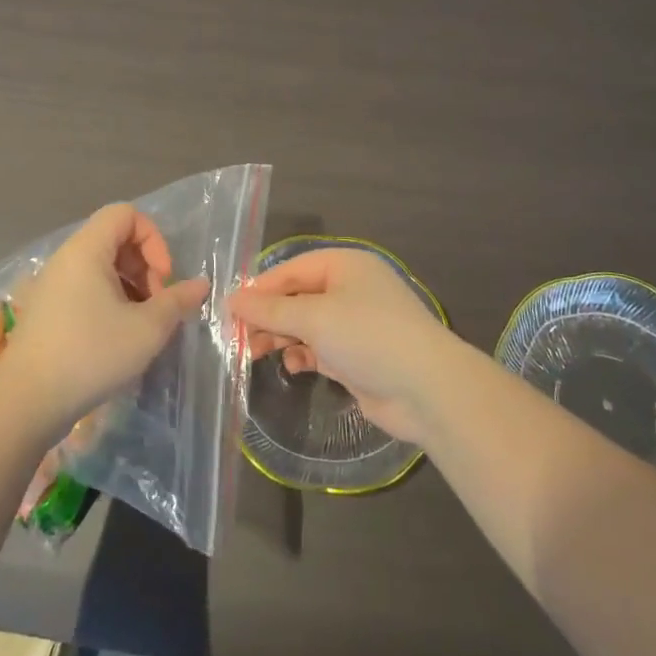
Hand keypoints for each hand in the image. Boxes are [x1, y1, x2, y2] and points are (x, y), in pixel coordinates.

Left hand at [0, 204, 209, 441]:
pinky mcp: (45, 311)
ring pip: (101, 267)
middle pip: (115, 239)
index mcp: (87, 250)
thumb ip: (177, 301)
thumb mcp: (146, 329)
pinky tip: (118, 337)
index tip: (163, 278)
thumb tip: (200, 285)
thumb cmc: (90, 354)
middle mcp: (66, 259)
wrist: (25, 402)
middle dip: (145, 266)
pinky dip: (108, 301)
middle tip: (157, 305)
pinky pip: (84, 289)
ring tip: (142, 324)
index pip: (126, 214)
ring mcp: (51, 285)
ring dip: (130, 287)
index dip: (153, 239)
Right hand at [232, 248, 459, 444]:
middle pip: (297, 296)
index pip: (291, 269)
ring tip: (256, 353)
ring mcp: (356, 324)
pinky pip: (320, 348)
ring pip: (307, 324)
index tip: (229, 311)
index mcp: (344, 265)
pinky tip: (291, 365)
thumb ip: (271, 309)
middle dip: (268, 316)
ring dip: (282, 336)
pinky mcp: (358, 356)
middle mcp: (350, 289)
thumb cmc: (368, 337)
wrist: (426, 389)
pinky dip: (303, 354)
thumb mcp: (314, 318)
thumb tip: (232, 299)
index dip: (260, 288)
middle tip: (238, 338)